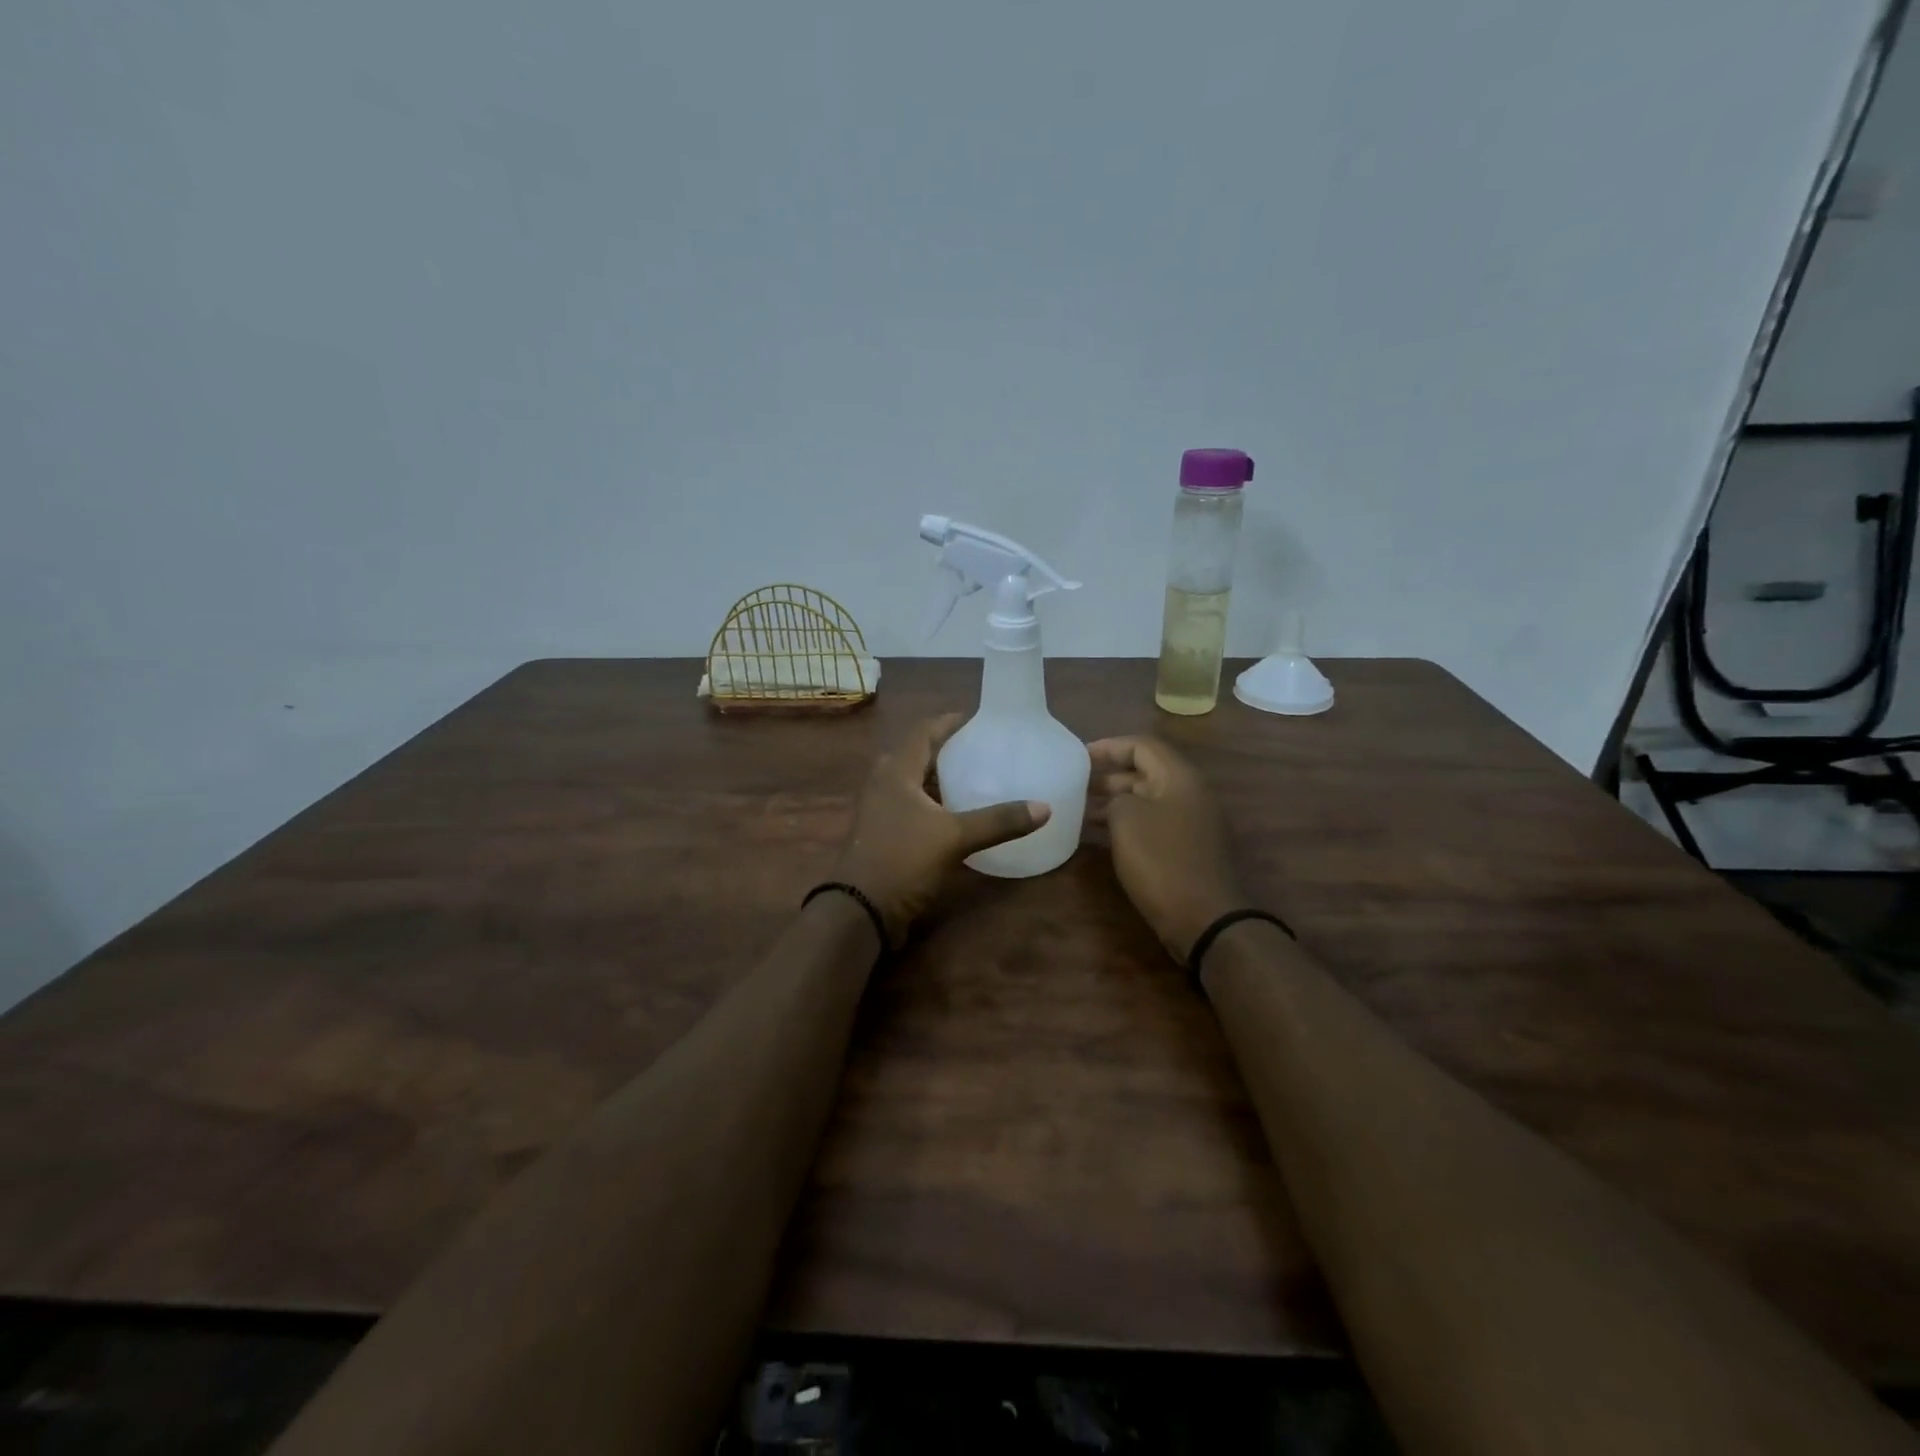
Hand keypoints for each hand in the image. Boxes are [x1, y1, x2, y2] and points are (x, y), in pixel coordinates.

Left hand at [832, 714, 1050, 947]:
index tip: (979, 719)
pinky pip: (912, 807)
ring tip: (977, 779)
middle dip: (949, 751)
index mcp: (895, 771)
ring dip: (941, 780)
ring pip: (914, 783)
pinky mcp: (883, 834)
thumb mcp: (954, 838)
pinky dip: (935, 804)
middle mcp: (883, 783)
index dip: (950, 722)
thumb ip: (998, 821)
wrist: (860, 910)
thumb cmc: (902, 860)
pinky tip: (958, 816)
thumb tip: (1044, 808)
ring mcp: (880, 810)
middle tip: (983, 750)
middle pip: (918, 755)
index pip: (924, 731)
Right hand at [1088, 735, 1245, 960]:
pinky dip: (1127, 821)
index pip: (1142, 745)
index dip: (1108, 747)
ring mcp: (1192, 821)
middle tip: (1075, 783)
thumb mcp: (1126, 820)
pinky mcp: (1187, 847)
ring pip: (1148, 798)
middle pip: (1146, 770)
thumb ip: (1115, 799)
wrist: (1204, 918)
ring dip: (1115, 800)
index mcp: (1180, 777)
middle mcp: (1190, 793)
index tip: (1078, 757)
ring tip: (1080, 808)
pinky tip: (1101, 834)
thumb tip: (1116, 803)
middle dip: (1109, 774)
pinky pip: (1153, 821)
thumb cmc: (1162, 860)